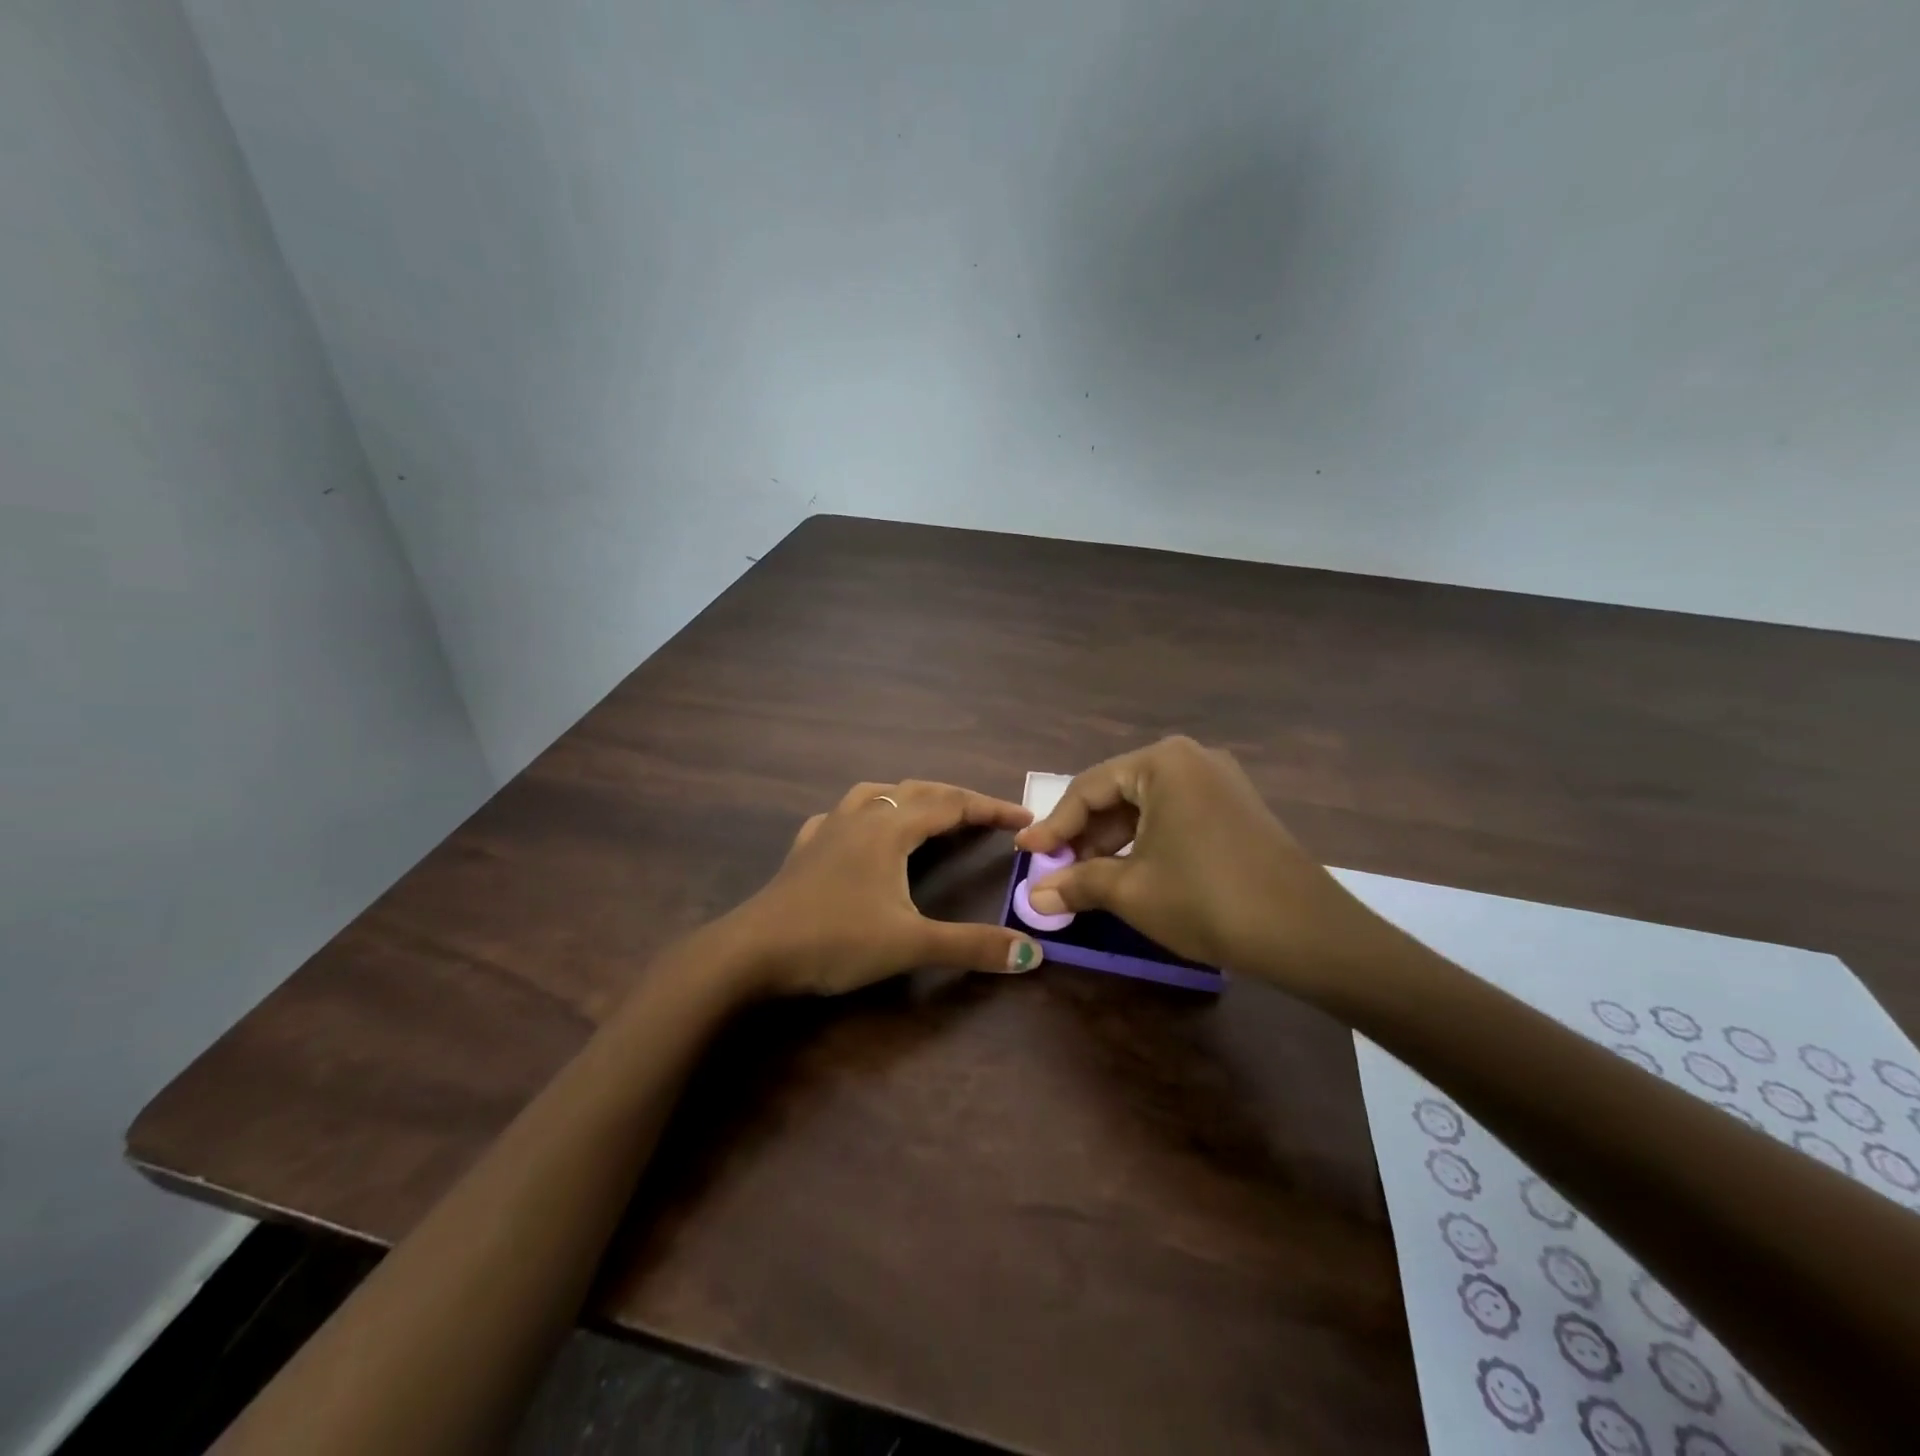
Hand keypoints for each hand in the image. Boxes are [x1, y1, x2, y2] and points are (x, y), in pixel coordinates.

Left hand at [726, 779, 1045, 996]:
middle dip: (956, 799)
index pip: (952, 805)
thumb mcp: (910, 945)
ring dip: (910, 797)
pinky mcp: (805, 848)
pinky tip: (862, 833)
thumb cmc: (835, 940)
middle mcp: (861, 817)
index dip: (990, 808)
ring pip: (876, 794)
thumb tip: (1033, 955)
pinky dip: (866, 814)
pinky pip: (842, 815)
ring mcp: (827, 829)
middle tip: (986, 816)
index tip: (1024, 817)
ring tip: (928, 812)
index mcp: (890, 829)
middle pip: (917, 792)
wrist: (752, 951)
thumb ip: (972, 946)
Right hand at [1014, 736, 1382, 985]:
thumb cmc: (1206, 899)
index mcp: (1162, 762)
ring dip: (1113, 840)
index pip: (1088, 788)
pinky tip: (1132, 871)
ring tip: (1089, 877)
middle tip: (1057, 870)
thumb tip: (1034, 897)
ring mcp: (1220, 782)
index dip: (1053, 825)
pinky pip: (1175, 815)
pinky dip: (1146, 841)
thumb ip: (1077, 884)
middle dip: (1084, 834)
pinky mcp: (1236, 808)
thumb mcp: (1131, 891)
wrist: (1307, 933)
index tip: (1026, 853)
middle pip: (1118, 793)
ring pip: (1147, 806)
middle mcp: (1192, 759)